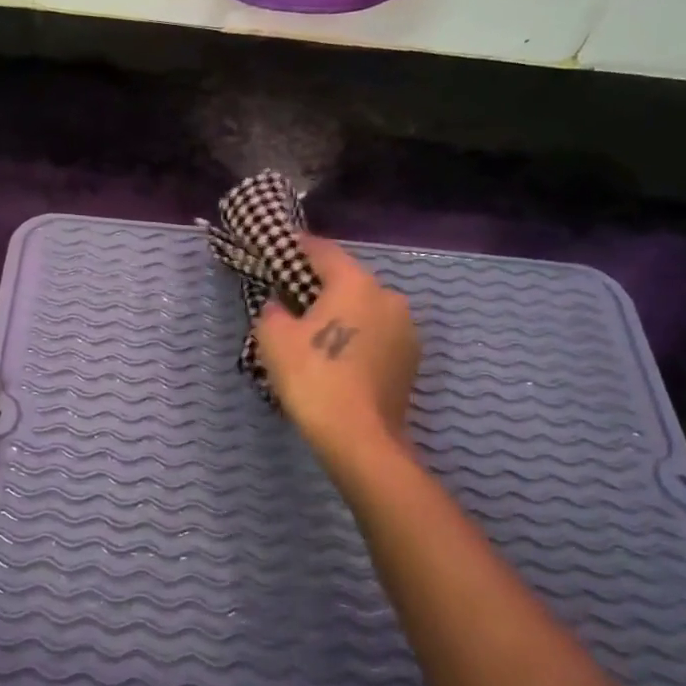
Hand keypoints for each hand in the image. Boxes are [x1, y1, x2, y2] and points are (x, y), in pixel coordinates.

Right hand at [254, 236, 418, 463]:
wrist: (359, 437)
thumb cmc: (313, 377)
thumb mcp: (273, 338)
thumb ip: (273, 311)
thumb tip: (281, 306)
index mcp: (355, 282)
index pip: (323, 250)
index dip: (298, 247)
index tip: (280, 248)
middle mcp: (388, 296)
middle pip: (348, 281)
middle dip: (321, 286)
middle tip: (293, 300)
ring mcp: (406, 329)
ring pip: (366, 310)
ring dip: (343, 315)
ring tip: (317, 335)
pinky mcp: (412, 360)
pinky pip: (377, 336)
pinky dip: (359, 339)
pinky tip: (340, 359)